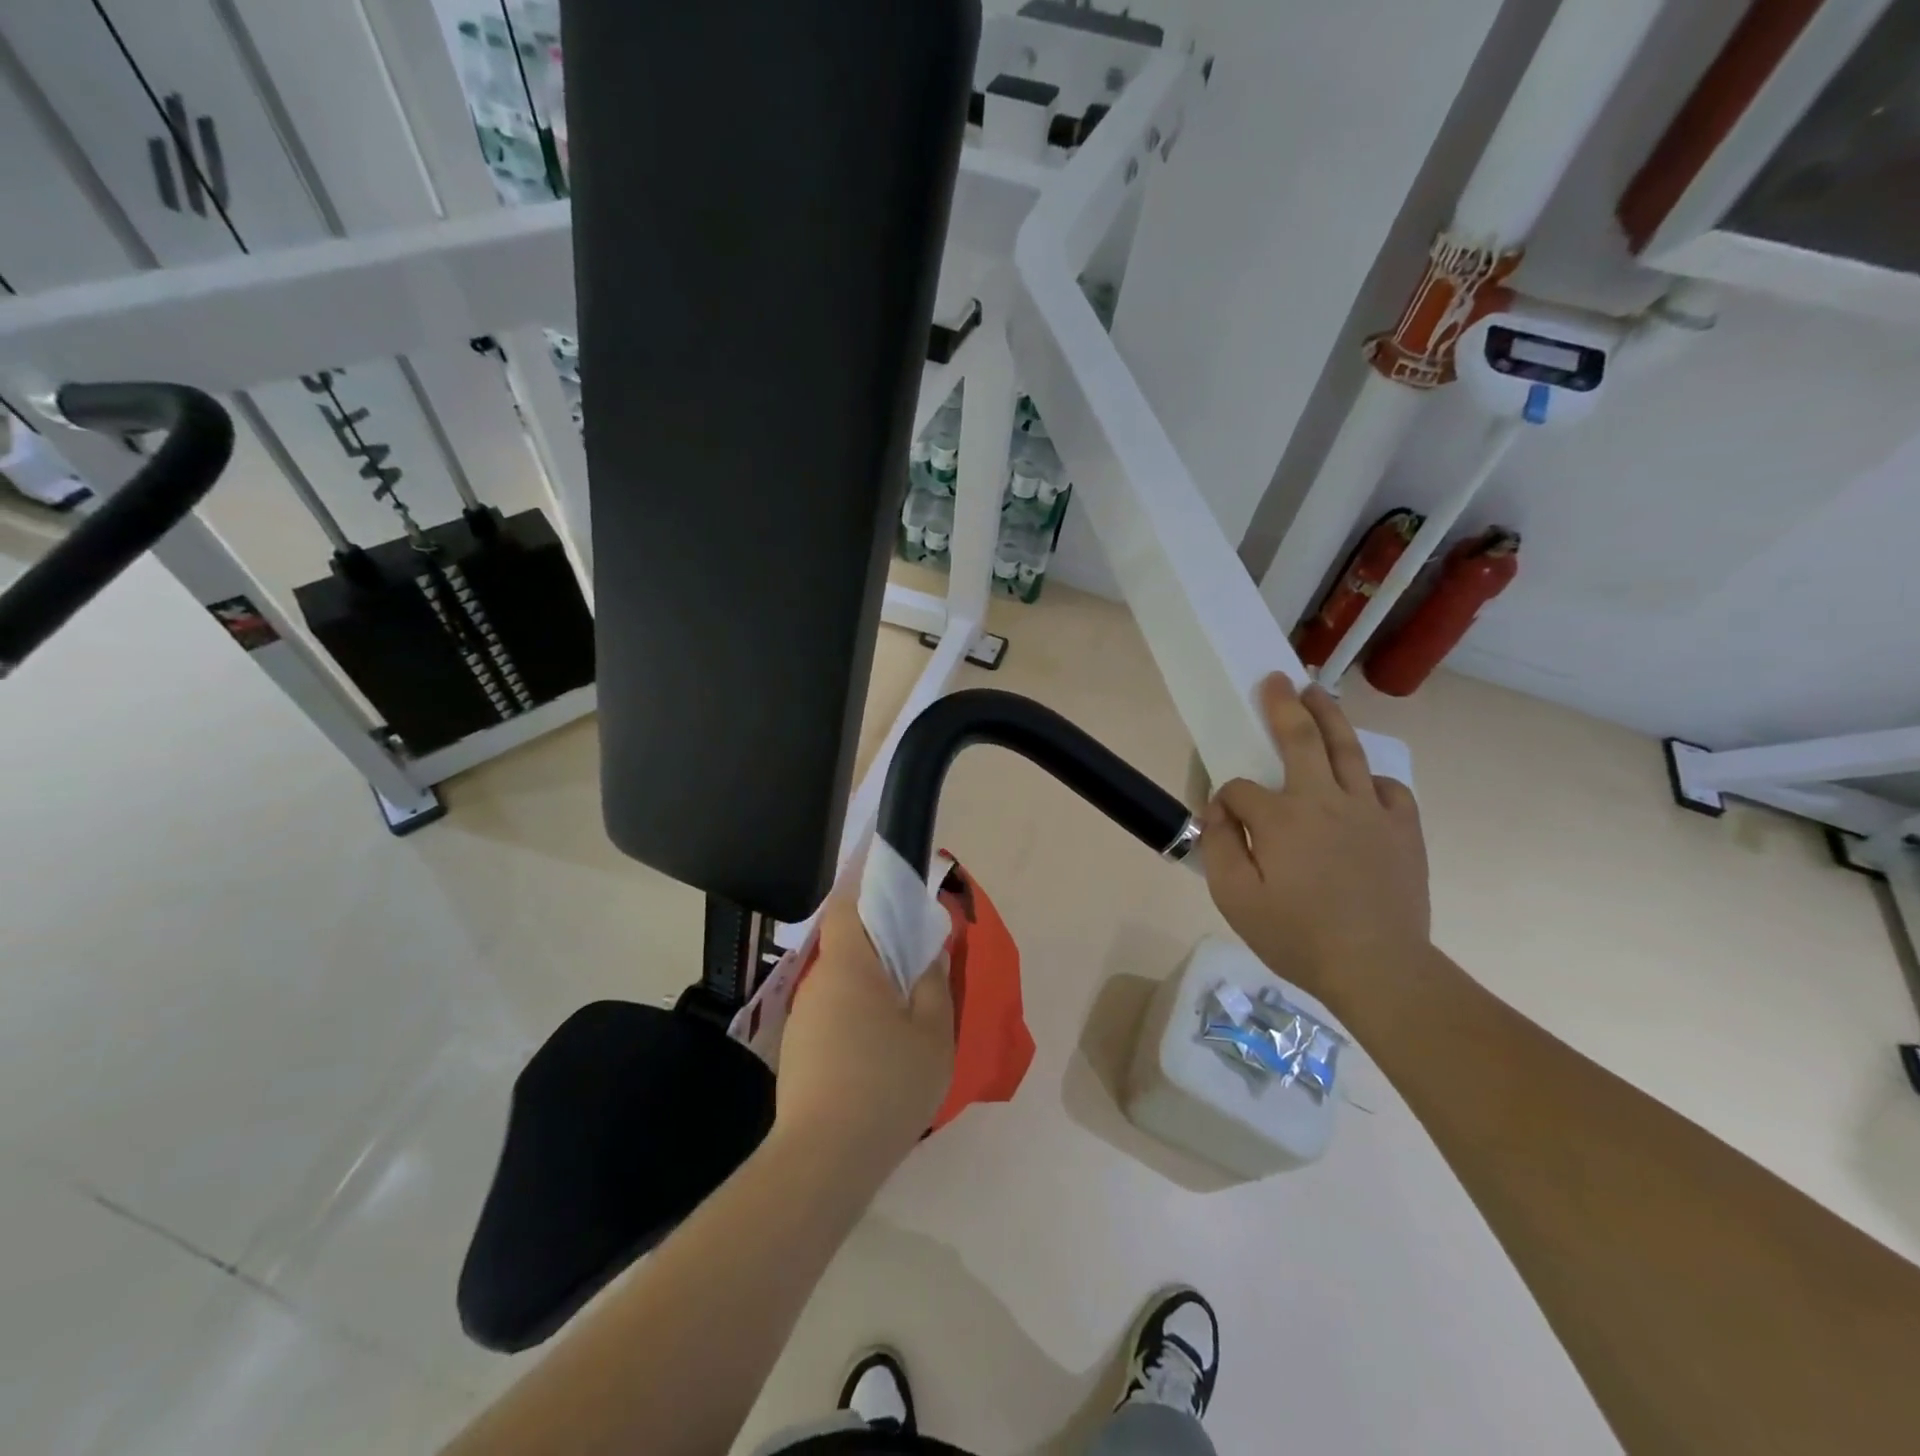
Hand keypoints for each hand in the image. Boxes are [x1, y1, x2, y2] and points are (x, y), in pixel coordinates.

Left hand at [774, 889, 955, 1185]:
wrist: (824, 1160)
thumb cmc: (887, 1084)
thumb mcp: (933, 1032)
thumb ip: (935, 982)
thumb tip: (930, 949)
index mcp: (848, 965)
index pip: (847, 903)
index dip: (866, 885)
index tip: (892, 883)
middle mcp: (818, 982)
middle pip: (847, 943)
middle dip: (879, 941)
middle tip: (916, 956)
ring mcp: (803, 1017)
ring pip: (841, 981)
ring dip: (869, 982)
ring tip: (905, 1007)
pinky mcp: (798, 1051)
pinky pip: (832, 1013)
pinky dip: (856, 1014)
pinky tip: (879, 1049)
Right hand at [1201, 674, 1430, 1011]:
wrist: (1378, 968)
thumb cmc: (1298, 936)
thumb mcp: (1236, 899)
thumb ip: (1220, 846)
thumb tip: (1220, 811)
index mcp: (1280, 818)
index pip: (1241, 788)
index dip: (1226, 799)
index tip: (1224, 822)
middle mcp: (1324, 801)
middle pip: (1301, 740)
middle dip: (1283, 706)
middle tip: (1276, 679)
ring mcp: (1369, 811)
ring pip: (1348, 750)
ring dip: (1329, 717)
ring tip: (1317, 694)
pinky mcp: (1403, 829)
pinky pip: (1388, 788)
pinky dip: (1371, 778)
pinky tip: (1361, 782)